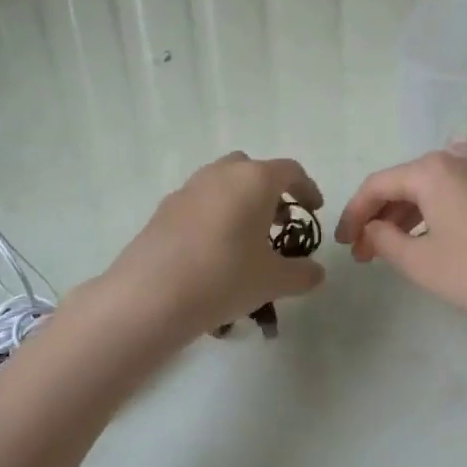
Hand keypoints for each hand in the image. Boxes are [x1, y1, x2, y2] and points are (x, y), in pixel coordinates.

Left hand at [95, 152, 325, 340]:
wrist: (150, 296)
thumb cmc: (224, 278)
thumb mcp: (273, 281)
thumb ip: (302, 274)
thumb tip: (316, 273)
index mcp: (254, 180)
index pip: (290, 171)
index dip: (307, 189)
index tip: (313, 211)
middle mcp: (221, 174)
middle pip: (252, 170)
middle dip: (269, 192)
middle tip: (278, 224)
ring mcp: (188, 189)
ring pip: (222, 184)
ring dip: (239, 202)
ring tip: (246, 240)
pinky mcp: (163, 209)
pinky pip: (198, 203)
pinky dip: (213, 217)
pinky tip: (213, 252)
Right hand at [334, 144, 466, 341]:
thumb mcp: (419, 261)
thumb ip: (383, 240)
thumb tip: (372, 229)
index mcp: (431, 169)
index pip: (377, 185)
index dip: (354, 214)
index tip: (343, 243)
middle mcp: (455, 159)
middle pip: (402, 182)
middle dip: (378, 216)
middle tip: (364, 252)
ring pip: (427, 187)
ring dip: (403, 215)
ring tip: (387, 249)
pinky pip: (450, 191)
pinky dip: (429, 211)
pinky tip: (424, 237)